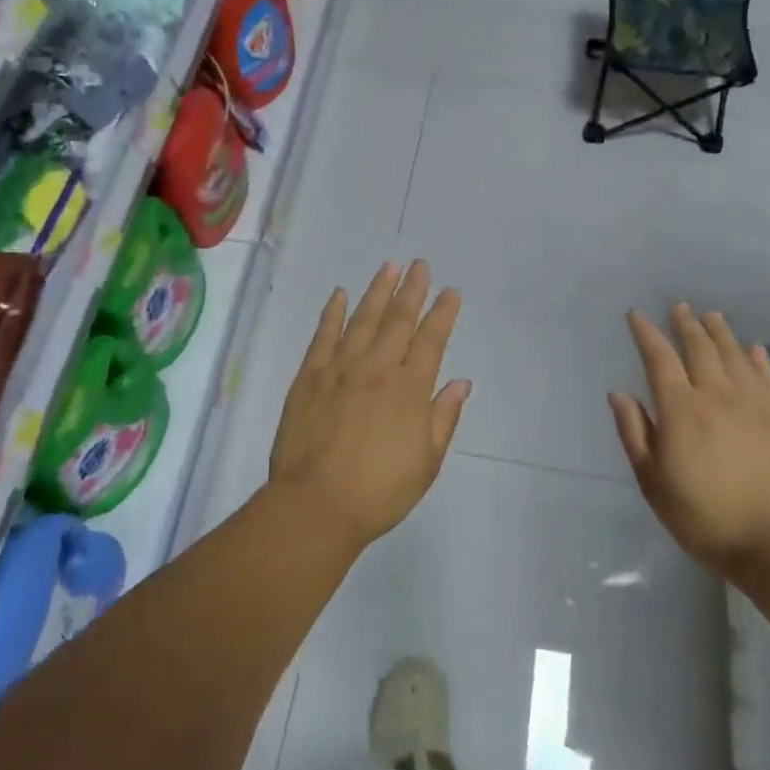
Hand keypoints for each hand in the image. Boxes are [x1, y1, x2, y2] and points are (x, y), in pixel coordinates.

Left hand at [268, 261, 470, 548]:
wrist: (315, 505)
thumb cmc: (379, 491)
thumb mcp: (427, 463)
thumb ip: (443, 417)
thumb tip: (460, 383)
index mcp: (409, 390)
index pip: (431, 341)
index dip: (442, 313)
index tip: (450, 292)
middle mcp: (377, 369)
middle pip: (398, 320)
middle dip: (412, 290)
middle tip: (420, 265)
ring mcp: (340, 369)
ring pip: (362, 319)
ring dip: (377, 291)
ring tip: (388, 266)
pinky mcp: (309, 377)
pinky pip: (323, 336)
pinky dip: (332, 313)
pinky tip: (339, 294)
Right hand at [609, 304, 769, 568]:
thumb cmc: (703, 515)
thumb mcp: (652, 481)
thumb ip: (634, 433)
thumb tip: (619, 394)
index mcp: (680, 409)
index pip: (659, 358)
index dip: (646, 333)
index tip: (636, 315)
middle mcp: (716, 394)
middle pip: (699, 348)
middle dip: (685, 324)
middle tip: (679, 307)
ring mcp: (753, 403)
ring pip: (734, 354)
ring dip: (719, 332)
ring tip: (711, 316)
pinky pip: (766, 375)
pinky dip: (757, 357)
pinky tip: (753, 349)